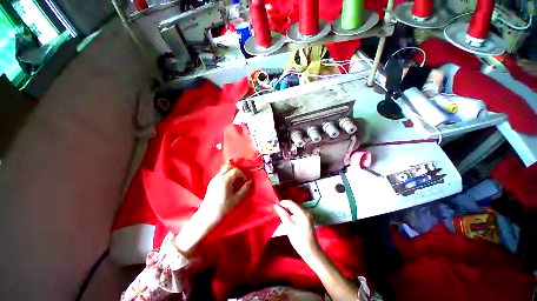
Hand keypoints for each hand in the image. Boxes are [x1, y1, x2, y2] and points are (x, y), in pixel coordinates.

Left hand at [175, 164, 251, 256]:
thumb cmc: (223, 208)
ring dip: (232, 172)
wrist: (207, 216)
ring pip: (224, 169)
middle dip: (237, 170)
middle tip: (241, 178)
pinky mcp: (211, 182)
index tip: (245, 181)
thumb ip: (244, 189)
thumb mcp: (236, 199)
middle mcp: (218, 177)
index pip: (236, 170)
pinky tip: (229, 184)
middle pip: (229, 166)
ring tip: (236, 181)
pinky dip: (227, 174)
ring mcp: (214, 179)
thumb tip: (250, 181)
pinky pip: (221, 173)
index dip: (242, 174)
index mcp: (225, 180)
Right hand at [274, 200, 320, 263]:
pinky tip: (288, 219)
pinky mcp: (308, 218)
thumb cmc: (300, 241)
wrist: (312, 252)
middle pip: (294, 205)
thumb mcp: (289, 228)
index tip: (276, 206)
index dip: (283, 203)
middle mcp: (306, 211)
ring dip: (289, 210)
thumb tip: (276, 206)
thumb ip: (283, 215)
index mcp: (303, 213)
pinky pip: (298, 212)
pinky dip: (293, 213)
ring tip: (281, 215)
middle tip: (277, 211)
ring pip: (296, 208)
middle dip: (285, 206)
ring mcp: (308, 215)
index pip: (291, 203)